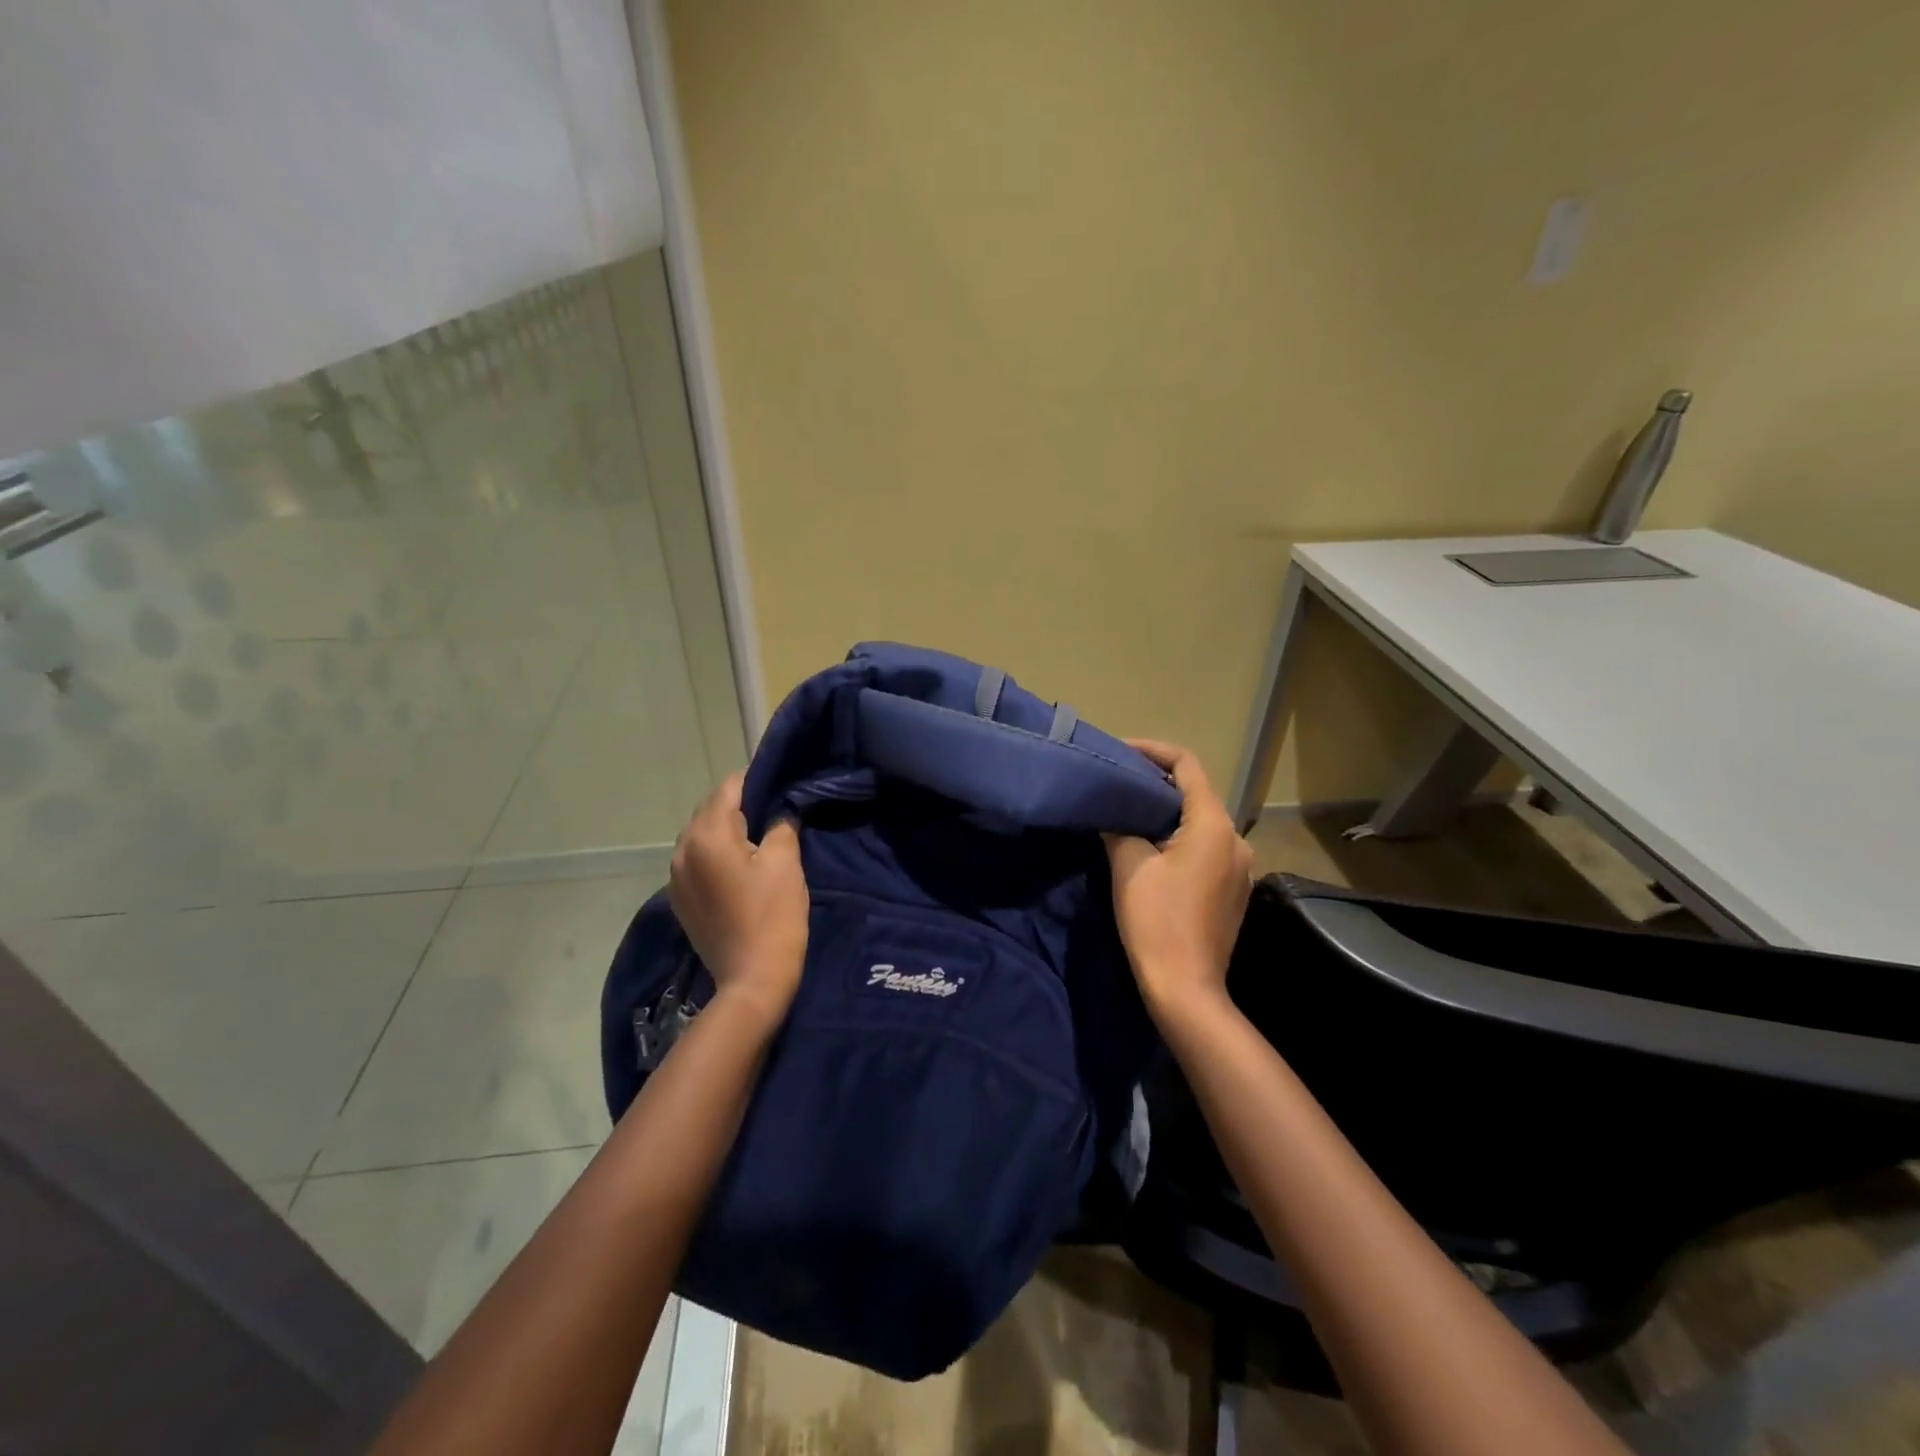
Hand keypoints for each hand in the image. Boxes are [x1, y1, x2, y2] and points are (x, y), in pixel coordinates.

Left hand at [668, 773, 809, 1023]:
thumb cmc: (774, 915)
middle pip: (711, 810)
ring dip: (728, 831)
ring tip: (759, 840)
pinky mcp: (680, 899)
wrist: (752, 980)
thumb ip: (781, 824)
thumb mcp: (785, 862)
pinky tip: (741, 868)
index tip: (781, 784)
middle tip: (775, 812)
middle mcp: (682, 850)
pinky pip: (698, 861)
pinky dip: (717, 855)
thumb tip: (780, 810)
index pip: (729, 788)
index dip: (757, 781)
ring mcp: (675, 877)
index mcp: (706, 835)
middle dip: (741, 806)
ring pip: (702, 836)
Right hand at [1105, 739, 1254, 1014]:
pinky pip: (1207, 847)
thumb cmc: (1157, 921)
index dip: (1152, 750)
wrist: (1187, 988)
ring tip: (1130, 812)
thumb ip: (1120, 825)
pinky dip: (1180, 837)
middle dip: (1157, 782)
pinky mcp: (1233, 889)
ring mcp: (1240, 867)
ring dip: (1168, 811)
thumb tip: (1112, 811)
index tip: (1119, 751)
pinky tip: (1152, 848)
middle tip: (1118, 781)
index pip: (1186, 765)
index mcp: (1213, 825)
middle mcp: (1235, 839)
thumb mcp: (1129, 865)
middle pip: (1196, 792)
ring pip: (1201, 821)